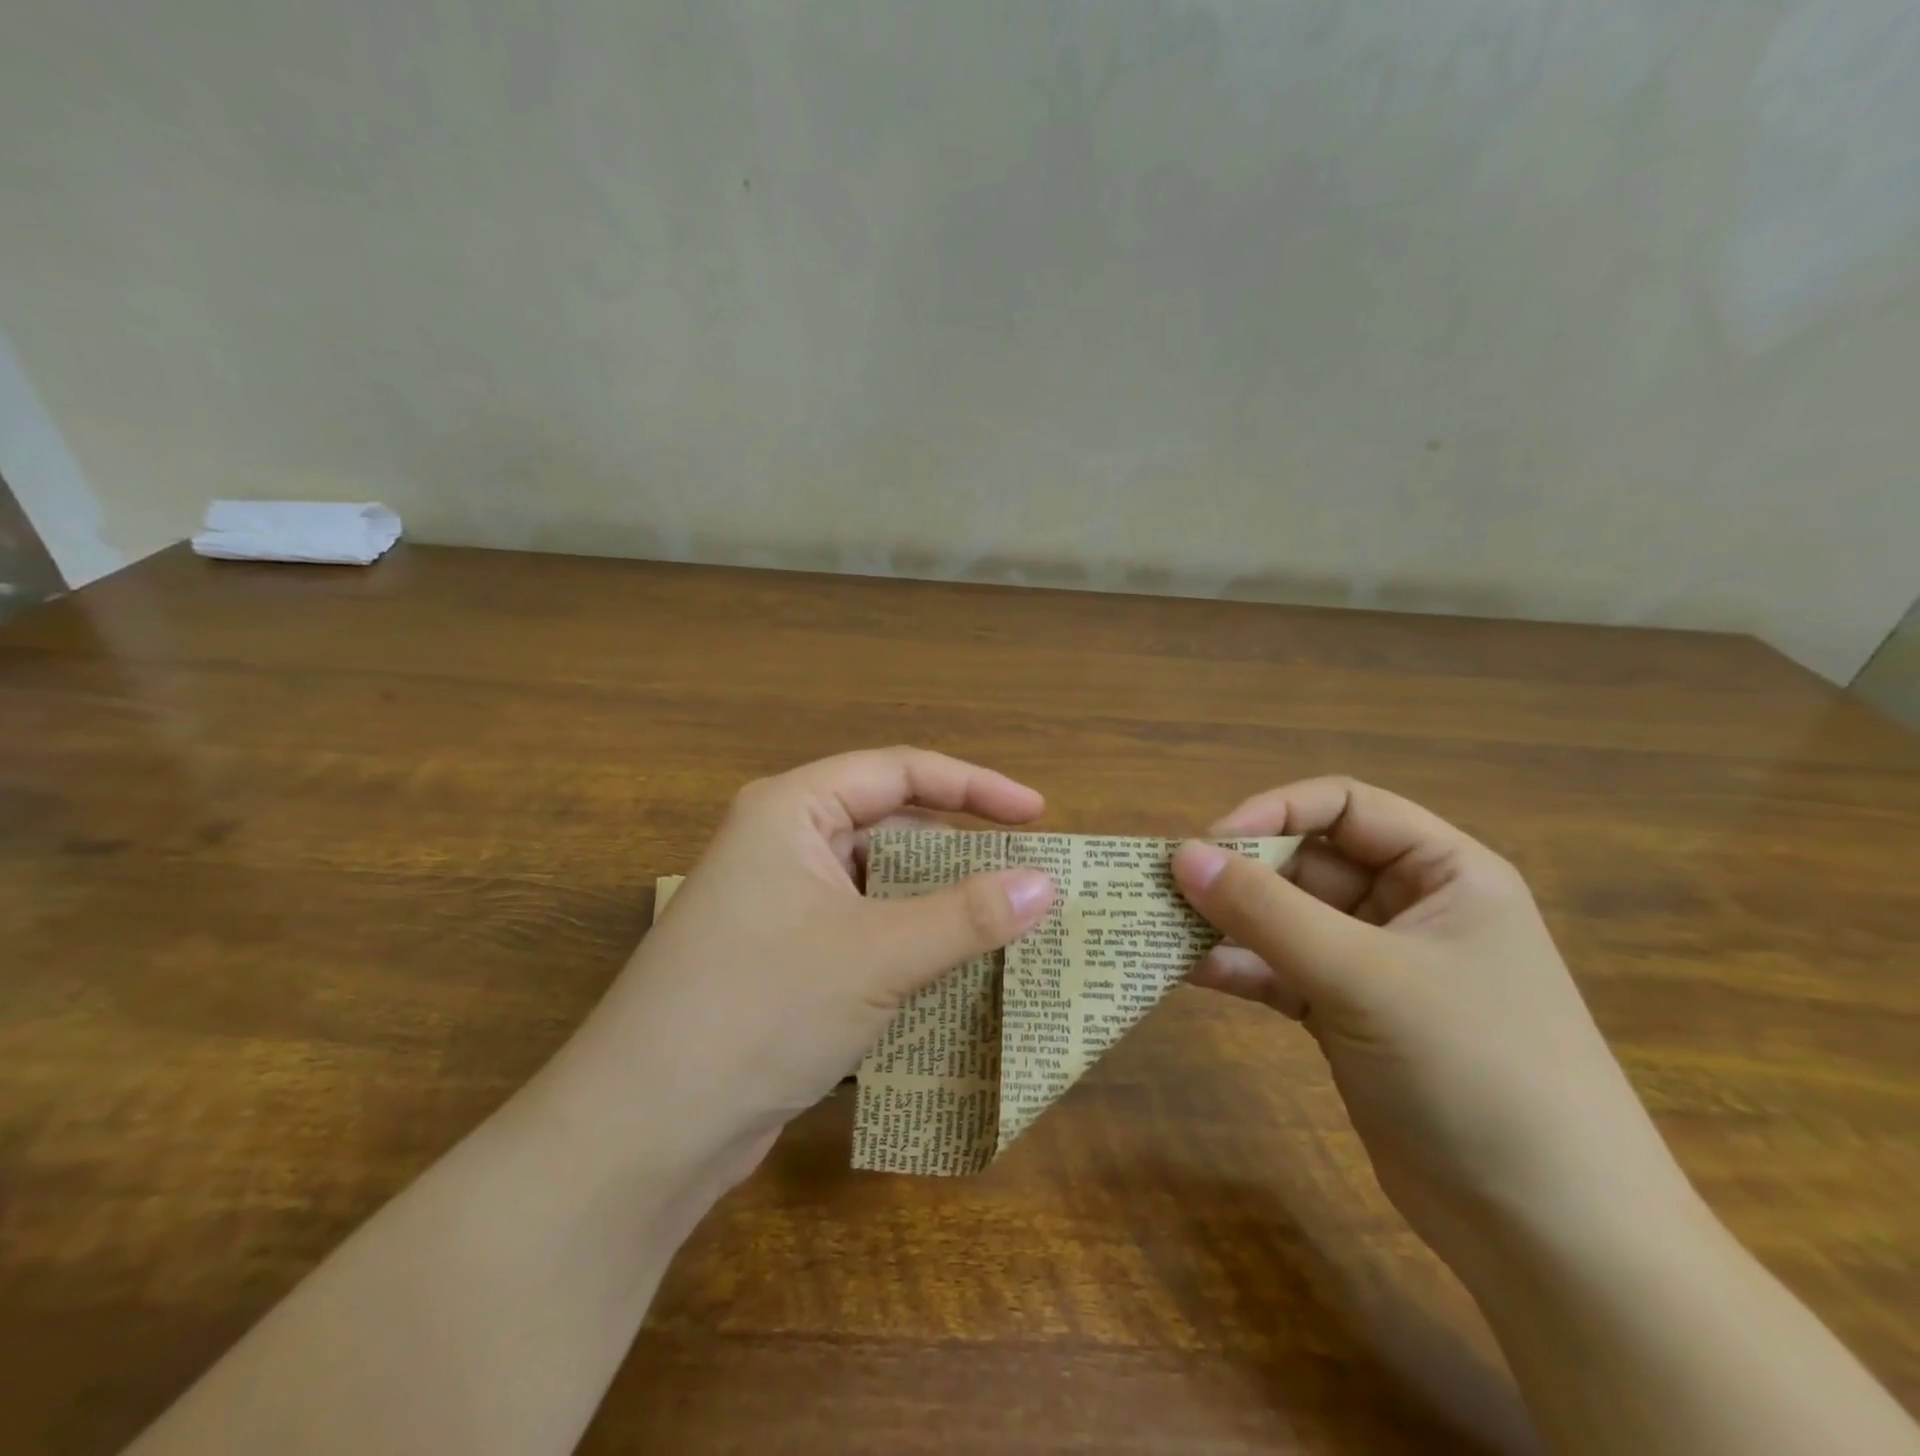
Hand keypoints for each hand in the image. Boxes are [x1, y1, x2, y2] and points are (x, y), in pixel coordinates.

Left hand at [554, 748, 1056, 1199]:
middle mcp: (782, 845)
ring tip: (1004, 925)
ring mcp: (778, 905)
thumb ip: (967, 916)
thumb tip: (1046, 884)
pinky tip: (952, 972)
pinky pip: (861, 930)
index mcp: (792, 810)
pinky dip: (908, 943)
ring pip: (878, 885)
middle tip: (1027, 878)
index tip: (1037, 815)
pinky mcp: (781, 960)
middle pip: (890, 826)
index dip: (975, 787)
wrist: (644, 1130)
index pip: (900, 772)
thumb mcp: (878, 955)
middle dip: (959, 851)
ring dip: (937, 904)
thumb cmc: (761, 1008)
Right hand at [1171, 777, 1694, 1273]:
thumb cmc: (1475, 1071)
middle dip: (1240, 873)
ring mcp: (1376, 967)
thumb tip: (1182, 855)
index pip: (1345, 806)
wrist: (1550, 1238)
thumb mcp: (1364, 977)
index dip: (1275, 811)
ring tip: (1163, 927)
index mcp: (1443, 873)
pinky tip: (1189, 972)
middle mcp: (1409, 909)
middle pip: (1307, 863)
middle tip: (1169, 889)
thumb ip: (1266, 911)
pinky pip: (1281, 972)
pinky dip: (1239, 969)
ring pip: (1286, 920)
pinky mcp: (1348, 1017)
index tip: (1210, 843)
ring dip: (1228, 922)